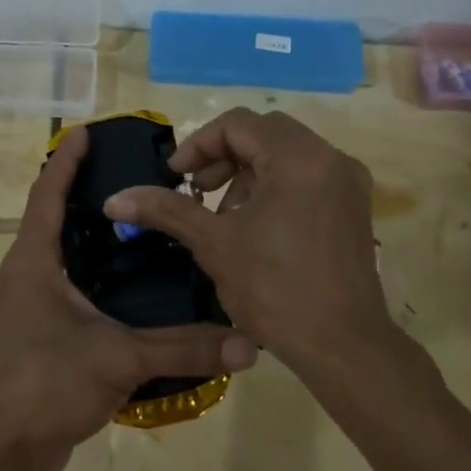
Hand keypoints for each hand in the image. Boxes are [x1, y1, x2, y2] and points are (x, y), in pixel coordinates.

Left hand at [0, 125, 255, 470]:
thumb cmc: (43, 383)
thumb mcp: (117, 358)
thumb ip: (183, 347)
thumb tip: (249, 343)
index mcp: (33, 261)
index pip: (48, 194)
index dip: (66, 160)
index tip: (87, 131)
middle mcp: (26, 276)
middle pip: (55, 222)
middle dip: (89, 197)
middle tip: (138, 180)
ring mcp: (29, 310)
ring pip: (65, 262)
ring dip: (95, 244)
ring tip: (144, 230)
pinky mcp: (40, 340)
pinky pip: (72, 298)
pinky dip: (99, 285)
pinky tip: (135, 293)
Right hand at [104, 108, 401, 381]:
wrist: (343, 346)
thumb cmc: (275, 289)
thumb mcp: (214, 244)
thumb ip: (166, 210)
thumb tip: (114, 199)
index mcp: (298, 158)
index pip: (237, 124)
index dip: (198, 145)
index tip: (176, 177)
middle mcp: (330, 158)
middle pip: (264, 134)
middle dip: (222, 158)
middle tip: (197, 193)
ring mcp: (348, 182)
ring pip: (286, 155)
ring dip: (247, 174)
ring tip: (224, 216)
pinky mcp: (355, 207)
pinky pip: (307, 177)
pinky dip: (275, 188)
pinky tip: (256, 227)